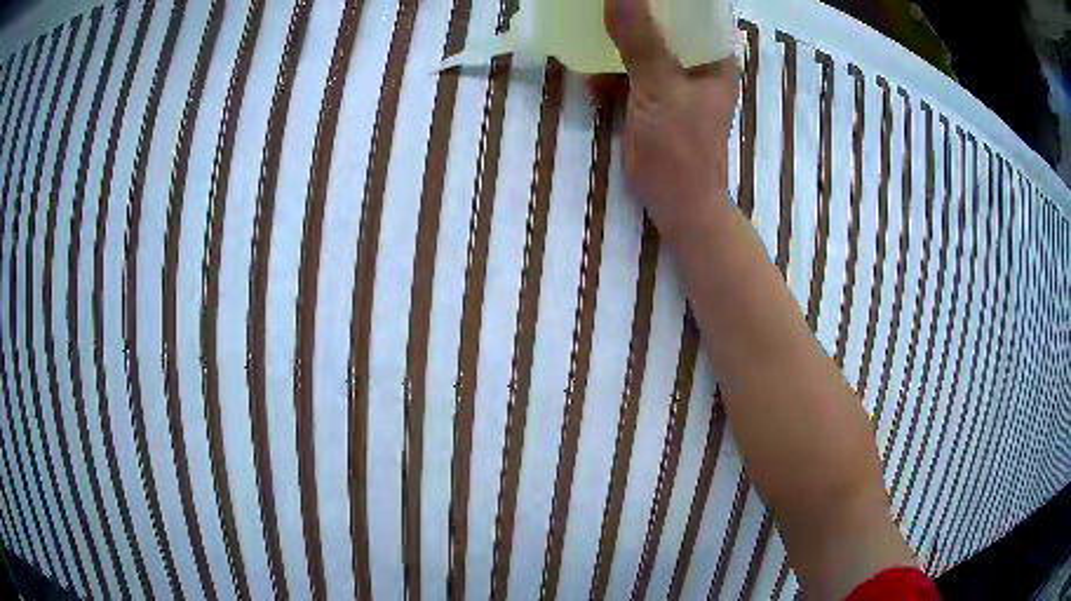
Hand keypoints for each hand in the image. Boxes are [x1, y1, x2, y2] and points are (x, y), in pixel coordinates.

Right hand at [602, 0, 740, 241]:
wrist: (678, 207)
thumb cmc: (680, 150)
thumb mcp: (660, 89)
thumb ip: (640, 41)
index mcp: (713, 58)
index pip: (690, 11)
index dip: (660, 0)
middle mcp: (697, 65)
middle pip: (662, 27)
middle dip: (628, 21)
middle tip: (597, 12)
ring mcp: (675, 83)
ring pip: (642, 49)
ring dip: (614, 51)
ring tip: (590, 52)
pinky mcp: (655, 101)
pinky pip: (629, 75)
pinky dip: (610, 77)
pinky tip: (595, 87)